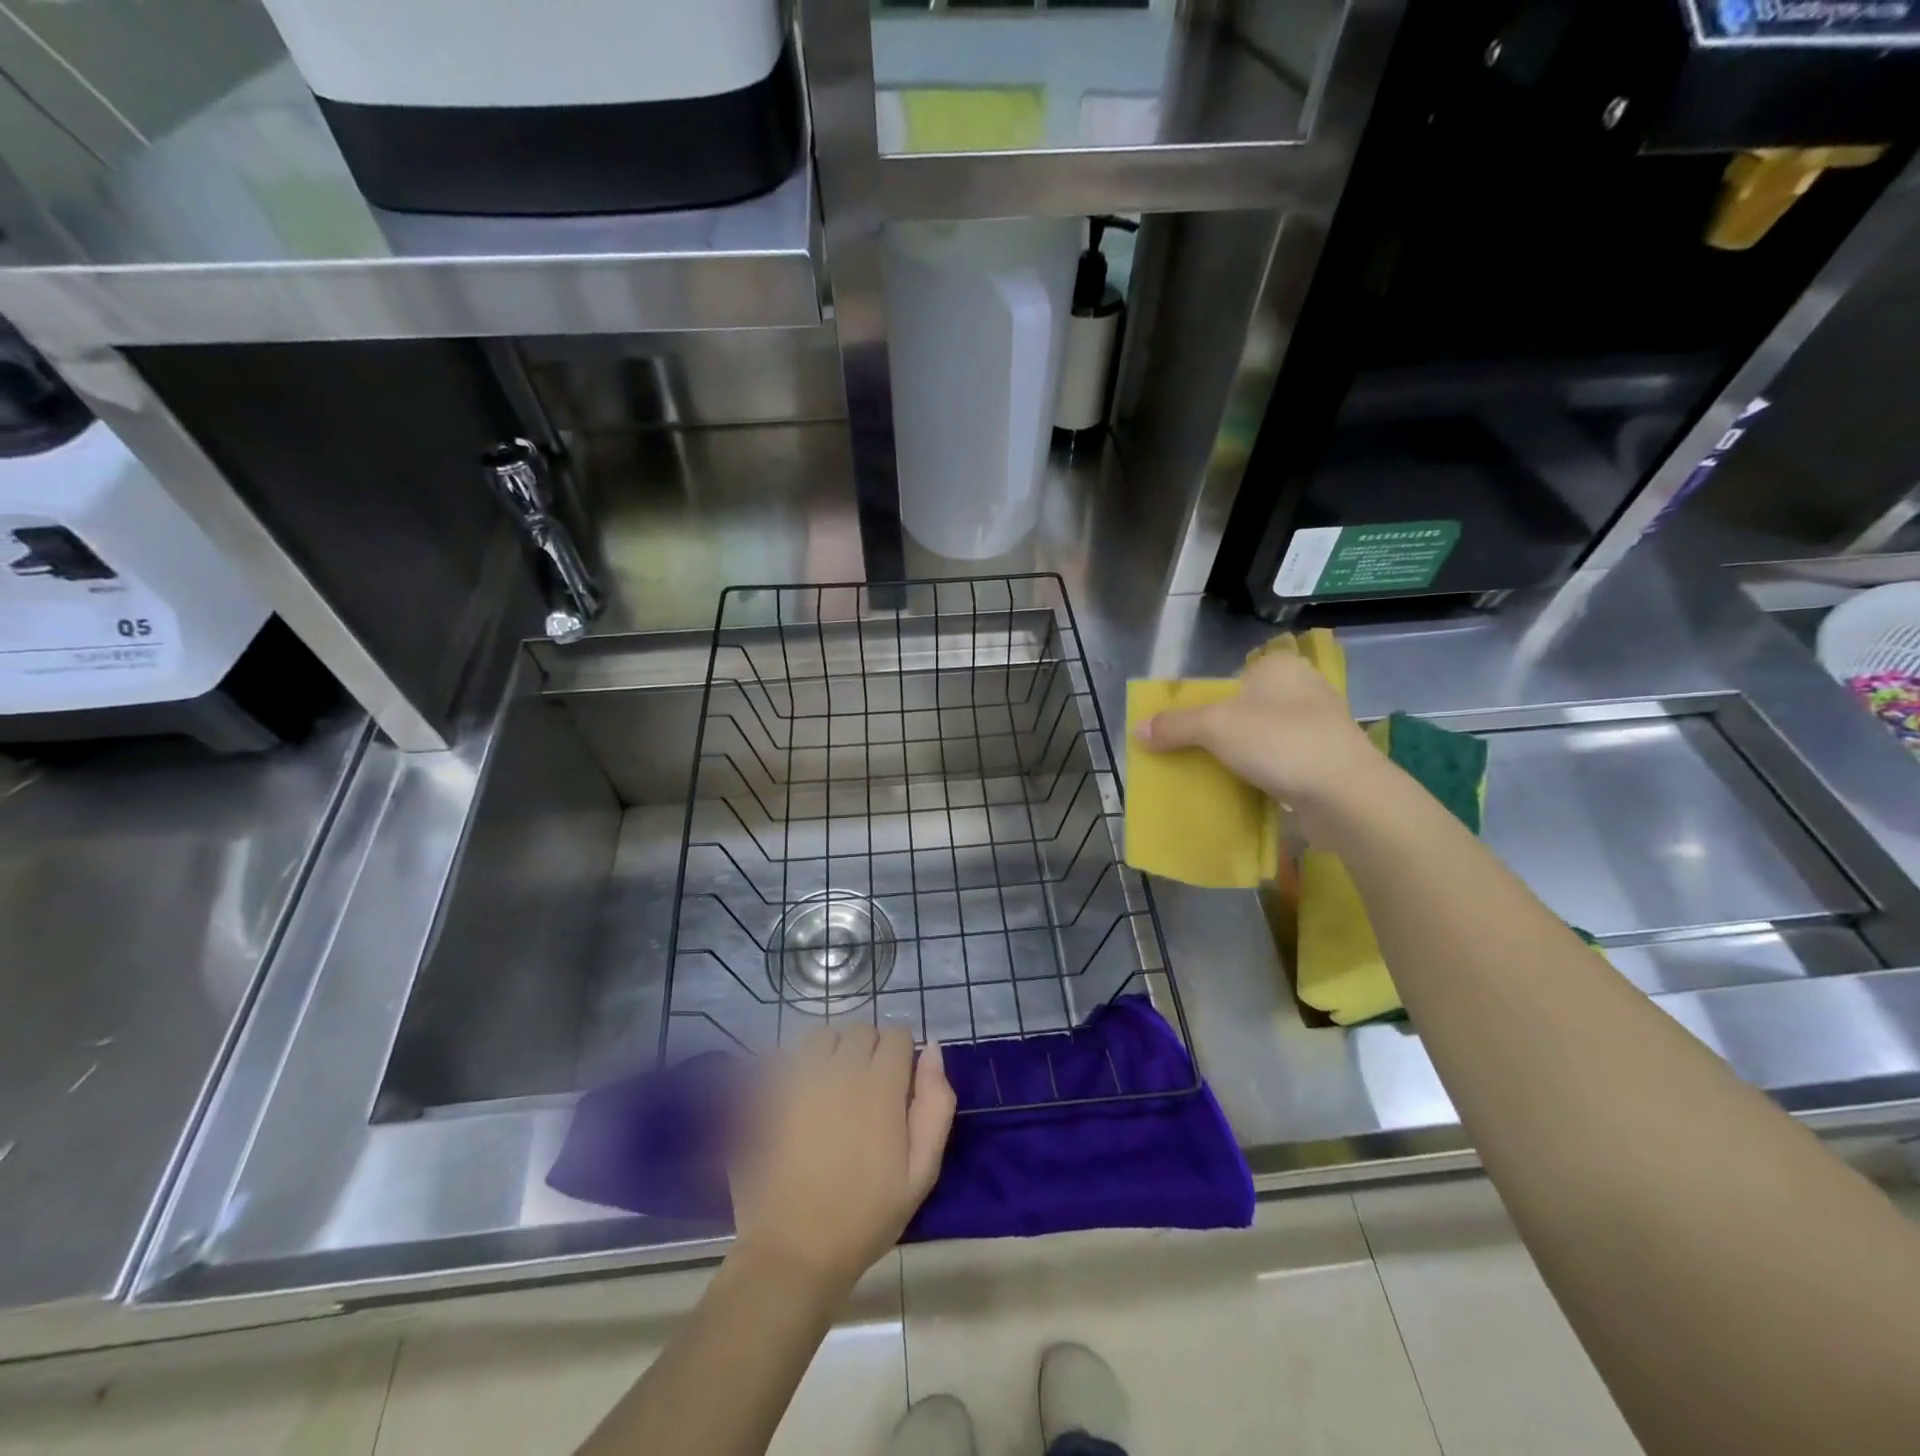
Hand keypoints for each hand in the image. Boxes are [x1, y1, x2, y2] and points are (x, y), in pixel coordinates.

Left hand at [729, 1024, 955, 1295]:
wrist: (795, 1250)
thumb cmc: (866, 1215)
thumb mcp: (921, 1171)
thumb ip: (935, 1104)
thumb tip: (933, 1049)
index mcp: (881, 1086)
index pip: (897, 1035)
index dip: (903, 1056)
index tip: (899, 1086)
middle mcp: (840, 1069)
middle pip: (861, 1031)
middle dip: (870, 1051)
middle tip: (869, 1093)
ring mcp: (800, 1078)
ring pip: (824, 1036)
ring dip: (833, 1052)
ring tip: (833, 1089)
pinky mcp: (770, 1093)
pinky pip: (788, 1057)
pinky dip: (798, 1067)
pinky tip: (801, 1099)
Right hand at [1133, 647, 1382, 813]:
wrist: (1346, 794)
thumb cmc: (1279, 742)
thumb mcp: (1215, 727)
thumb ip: (1174, 725)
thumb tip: (1137, 729)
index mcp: (1278, 667)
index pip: (1230, 677)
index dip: (1204, 702)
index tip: (1183, 730)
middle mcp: (1302, 687)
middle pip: (1244, 708)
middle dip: (1220, 731)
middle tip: (1193, 754)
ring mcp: (1320, 724)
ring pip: (1264, 735)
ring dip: (1242, 754)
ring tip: (1215, 774)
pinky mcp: (1328, 758)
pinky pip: (1283, 760)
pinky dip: (1264, 772)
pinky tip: (1248, 788)